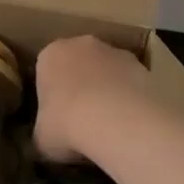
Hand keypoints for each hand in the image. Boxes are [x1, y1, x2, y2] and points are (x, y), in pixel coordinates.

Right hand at [32, 36, 151, 162]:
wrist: (116, 120)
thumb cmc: (66, 124)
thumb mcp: (41, 138)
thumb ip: (43, 132)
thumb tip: (47, 139)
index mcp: (50, 54)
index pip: (46, 70)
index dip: (51, 96)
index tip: (56, 118)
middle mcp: (81, 44)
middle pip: (78, 64)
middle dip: (80, 86)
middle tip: (82, 120)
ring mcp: (114, 51)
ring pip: (107, 71)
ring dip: (107, 91)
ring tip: (109, 126)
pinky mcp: (142, 65)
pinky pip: (130, 83)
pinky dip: (129, 99)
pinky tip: (130, 124)